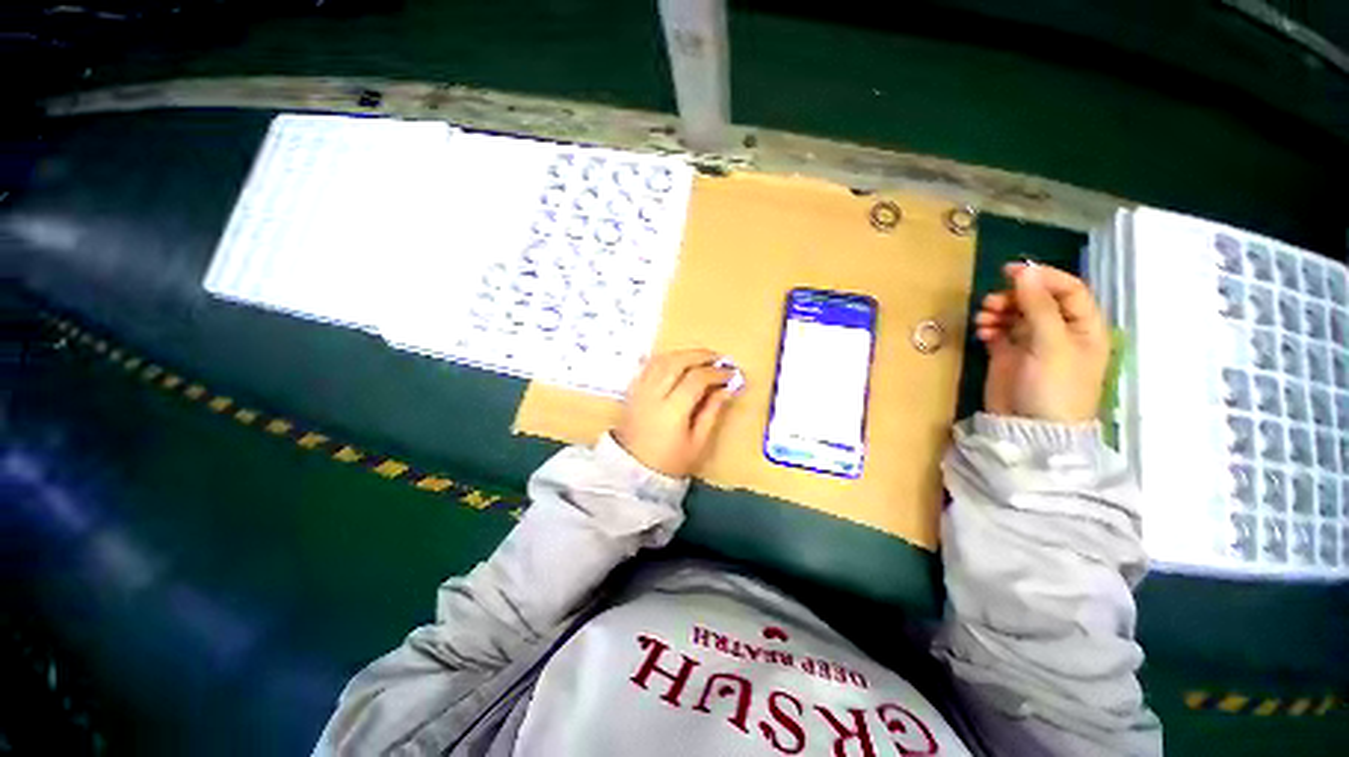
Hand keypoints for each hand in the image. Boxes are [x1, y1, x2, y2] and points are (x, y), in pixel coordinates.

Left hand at [614, 349, 738, 477]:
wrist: (633, 471)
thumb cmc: (670, 462)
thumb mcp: (698, 443)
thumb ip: (712, 412)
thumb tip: (727, 388)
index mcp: (672, 410)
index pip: (697, 379)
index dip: (717, 373)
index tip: (732, 374)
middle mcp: (654, 394)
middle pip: (678, 361)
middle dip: (701, 356)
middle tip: (720, 358)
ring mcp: (640, 390)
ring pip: (662, 359)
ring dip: (684, 353)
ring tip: (702, 358)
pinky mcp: (632, 390)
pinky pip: (649, 365)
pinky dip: (667, 358)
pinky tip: (679, 361)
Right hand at [973, 263, 1110, 423]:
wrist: (1029, 428)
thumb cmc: (1053, 387)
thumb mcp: (1051, 344)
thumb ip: (1038, 306)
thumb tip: (1023, 272)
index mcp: (1083, 326)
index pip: (1067, 289)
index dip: (1042, 277)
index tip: (1010, 272)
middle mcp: (1059, 330)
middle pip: (1037, 299)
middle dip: (1013, 297)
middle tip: (992, 303)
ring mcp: (1032, 343)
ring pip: (1015, 313)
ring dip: (998, 310)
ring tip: (983, 319)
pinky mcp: (1008, 354)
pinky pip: (998, 330)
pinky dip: (989, 326)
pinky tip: (982, 332)